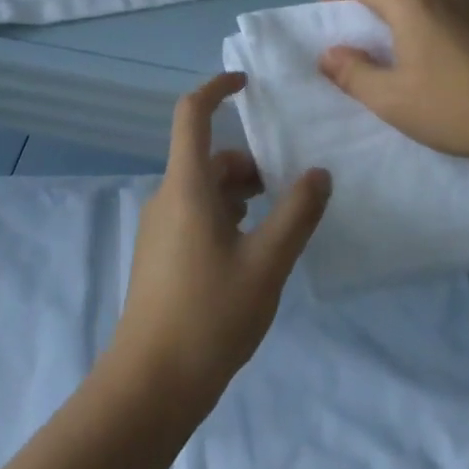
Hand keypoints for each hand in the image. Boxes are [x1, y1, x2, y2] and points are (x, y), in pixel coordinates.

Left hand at [107, 72, 331, 415]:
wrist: (149, 385)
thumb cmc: (209, 316)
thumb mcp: (266, 264)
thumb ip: (296, 214)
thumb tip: (319, 173)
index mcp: (186, 186)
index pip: (191, 114)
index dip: (216, 88)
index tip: (246, 83)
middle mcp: (167, 196)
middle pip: (207, 158)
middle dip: (248, 163)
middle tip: (289, 188)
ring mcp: (159, 227)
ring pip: (203, 190)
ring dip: (239, 193)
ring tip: (277, 222)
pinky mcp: (160, 255)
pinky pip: (195, 215)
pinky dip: (225, 216)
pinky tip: (250, 252)